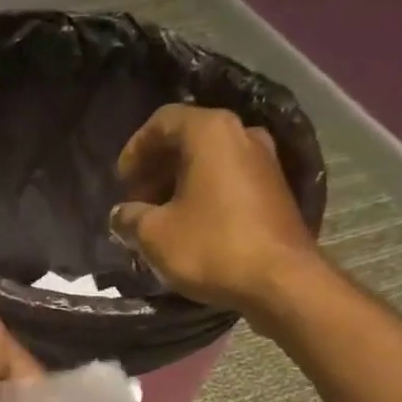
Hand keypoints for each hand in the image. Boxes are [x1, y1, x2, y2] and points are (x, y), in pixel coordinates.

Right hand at [110, 104, 325, 313]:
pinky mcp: (275, 190)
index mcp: (210, 132)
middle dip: (156, 169)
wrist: (280, 281)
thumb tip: (121, 214)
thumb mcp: (155, 235)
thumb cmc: (211, 248)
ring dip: (179, 184)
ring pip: (209, 161)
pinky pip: (228, 180)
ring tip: (159, 218)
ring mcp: (264, 161)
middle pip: (188, 139)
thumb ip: (130, 218)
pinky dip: (203, 194)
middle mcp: (242, 134)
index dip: (135, 149)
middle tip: (136, 202)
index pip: (162, 121)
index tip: (120, 182)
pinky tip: (189, 226)